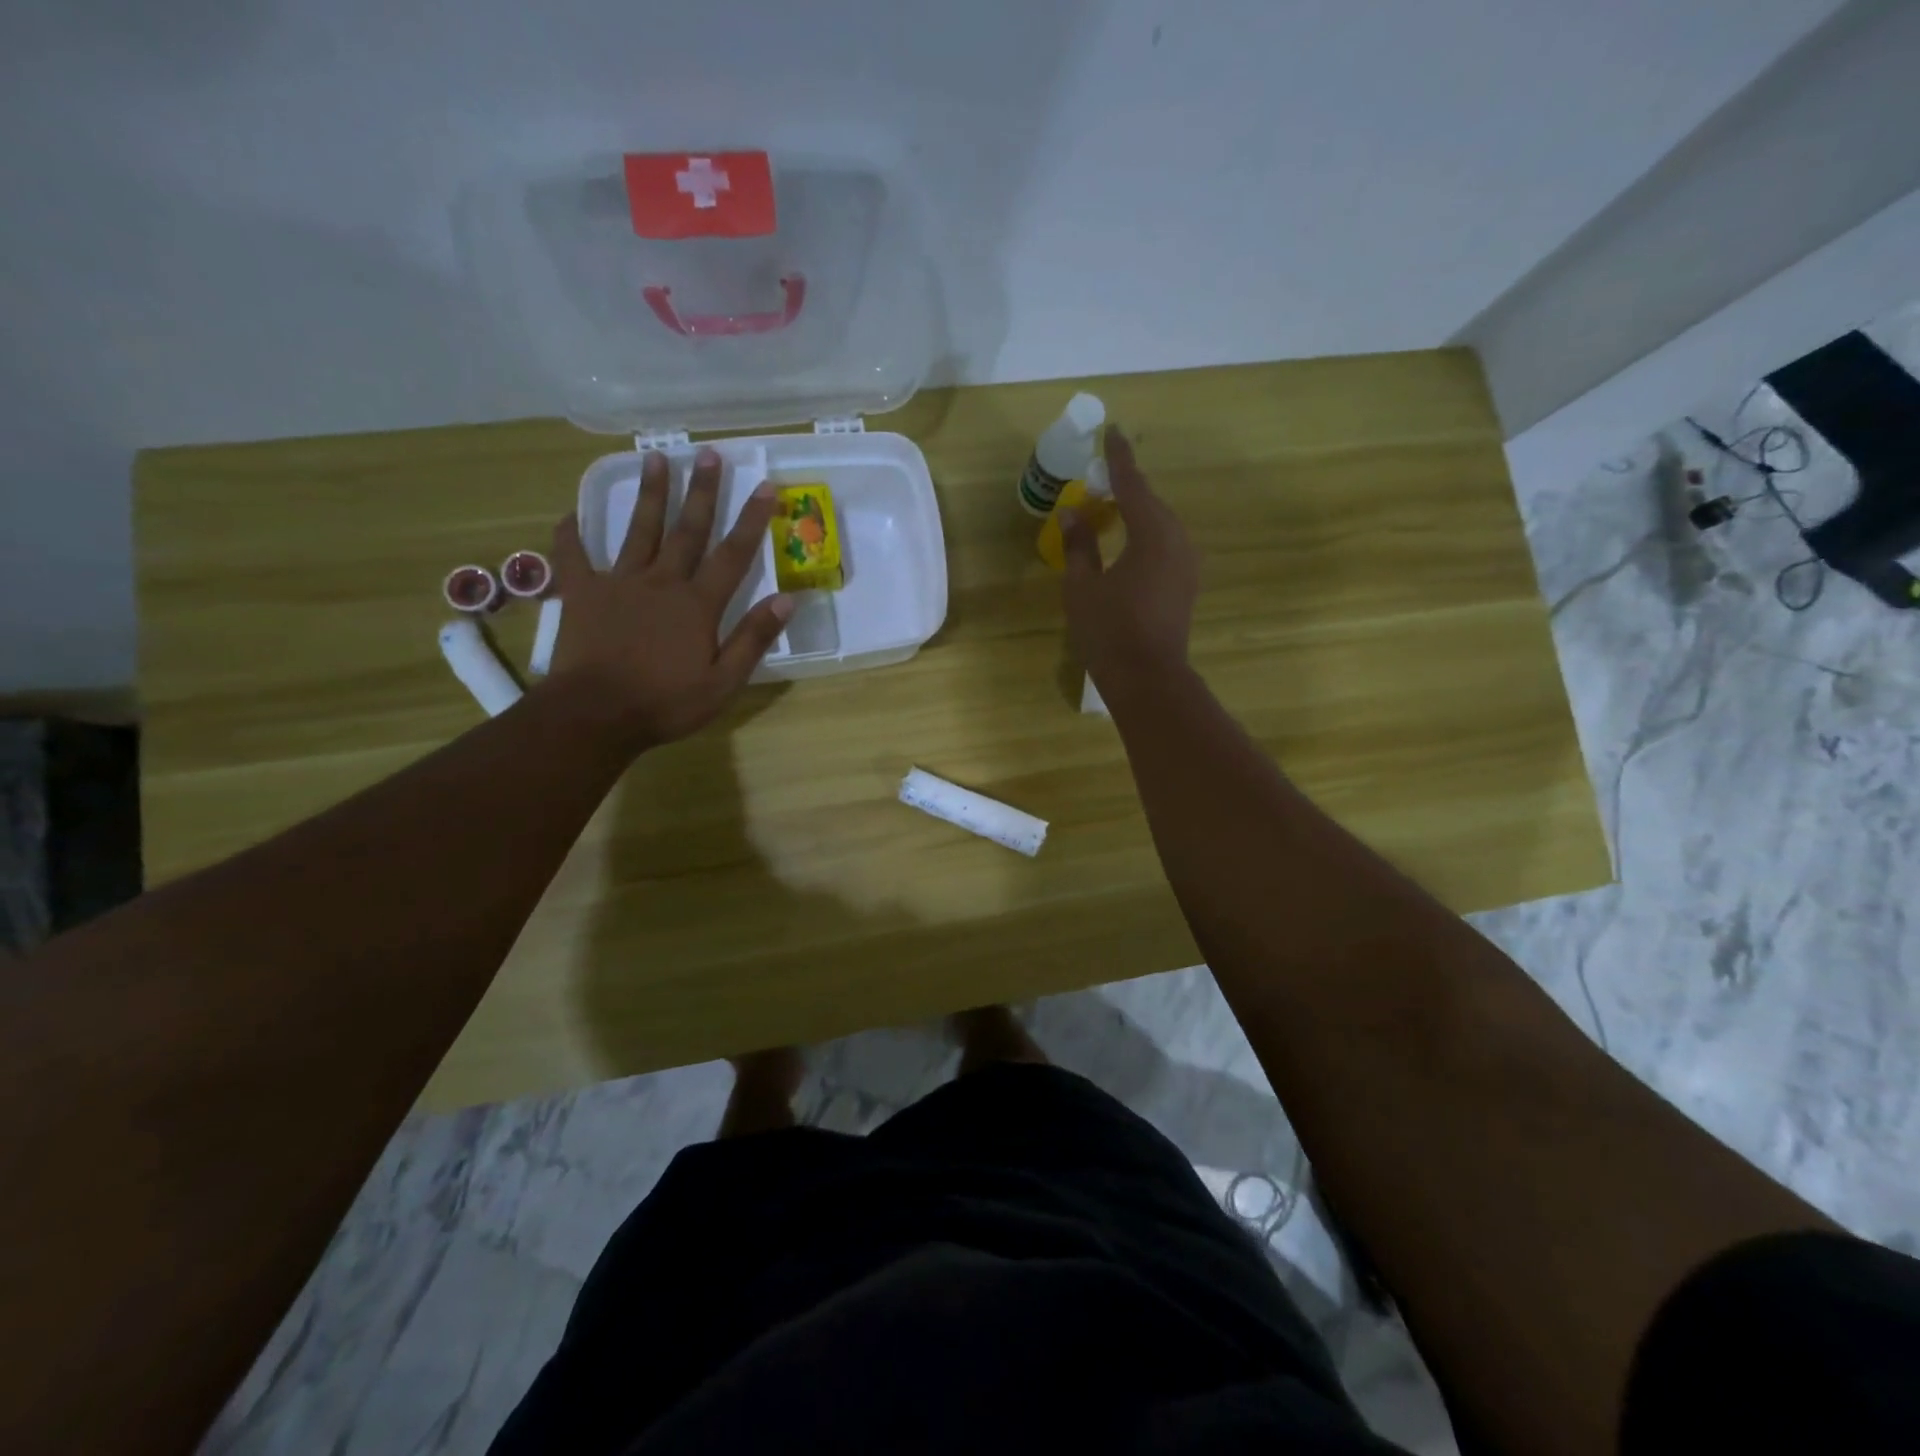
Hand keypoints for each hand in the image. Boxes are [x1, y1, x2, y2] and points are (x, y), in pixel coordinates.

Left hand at [545, 448, 790, 750]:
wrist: (596, 714)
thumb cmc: (665, 703)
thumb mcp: (724, 682)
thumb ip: (753, 639)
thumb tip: (786, 600)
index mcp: (698, 604)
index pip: (733, 554)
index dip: (752, 520)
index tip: (766, 486)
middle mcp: (662, 582)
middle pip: (687, 530)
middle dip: (702, 491)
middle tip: (709, 454)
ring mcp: (619, 583)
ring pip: (639, 531)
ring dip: (650, 494)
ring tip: (655, 458)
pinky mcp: (583, 594)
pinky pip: (574, 557)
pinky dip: (571, 535)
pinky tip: (570, 515)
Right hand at [1061, 425, 1199, 690]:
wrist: (1148, 678)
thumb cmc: (1109, 630)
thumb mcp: (1083, 587)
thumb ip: (1079, 545)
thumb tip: (1072, 514)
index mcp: (1152, 534)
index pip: (1133, 484)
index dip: (1119, 459)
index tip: (1113, 432)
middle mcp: (1177, 540)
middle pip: (1151, 503)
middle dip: (1127, 488)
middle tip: (1101, 476)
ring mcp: (1187, 563)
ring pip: (1161, 525)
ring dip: (1137, 513)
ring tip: (1112, 508)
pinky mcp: (1187, 583)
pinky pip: (1166, 544)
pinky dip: (1146, 535)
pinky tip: (1129, 543)